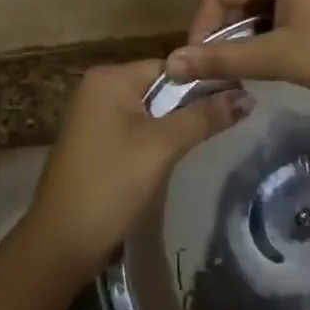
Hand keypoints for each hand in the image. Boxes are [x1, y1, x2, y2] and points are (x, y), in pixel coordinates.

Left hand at [25, 60, 250, 281]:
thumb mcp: (162, 147)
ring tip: (211, 138)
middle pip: (161, 87)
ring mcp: (93, 116)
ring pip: (150, 110)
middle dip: (191, 105)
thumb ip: (204, 117)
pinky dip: (156, 139)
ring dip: (176, 125)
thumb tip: (248, 96)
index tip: (240, 99)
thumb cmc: (111, 184)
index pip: (171, 66)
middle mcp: (98, 88)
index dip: (205, 82)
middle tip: (232, 121)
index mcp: (109, 77)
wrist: (60, 243)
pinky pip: (135, 129)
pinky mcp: (95, 142)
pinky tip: (175, 156)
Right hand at [167, 0, 309, 110]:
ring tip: (242, 71)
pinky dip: (270, 37)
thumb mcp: (278, 57)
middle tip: (217, 70)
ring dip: (247, 38)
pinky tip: (270, 63)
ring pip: (261, 8)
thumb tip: (170, 64)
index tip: (194, 64)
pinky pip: (282, 14)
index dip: (202, 26)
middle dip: (225, 33)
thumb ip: (223, 58)